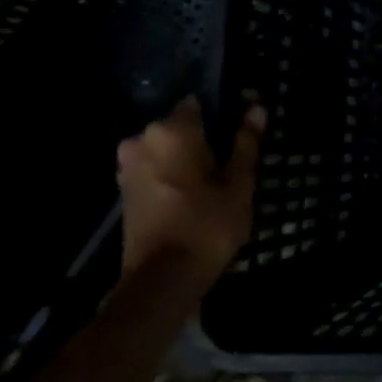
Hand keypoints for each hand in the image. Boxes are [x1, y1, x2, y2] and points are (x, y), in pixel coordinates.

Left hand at [116, 97, 264, 286]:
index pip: (201, 102)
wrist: (163, 279)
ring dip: (189, 156)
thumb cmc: (208, 225)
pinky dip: (174, 173)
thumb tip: (256, 108)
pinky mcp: (125, 188)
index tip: (244, 128)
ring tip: (218, 179)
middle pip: (182, 125)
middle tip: (235, 159)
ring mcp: (128, 165)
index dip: (225, 110)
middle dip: (207, 136)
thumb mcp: (239, 183)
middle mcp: (142, 139)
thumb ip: (246, 143)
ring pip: (168, 148)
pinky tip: (195, 192)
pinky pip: (156, 167)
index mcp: (172, 131)